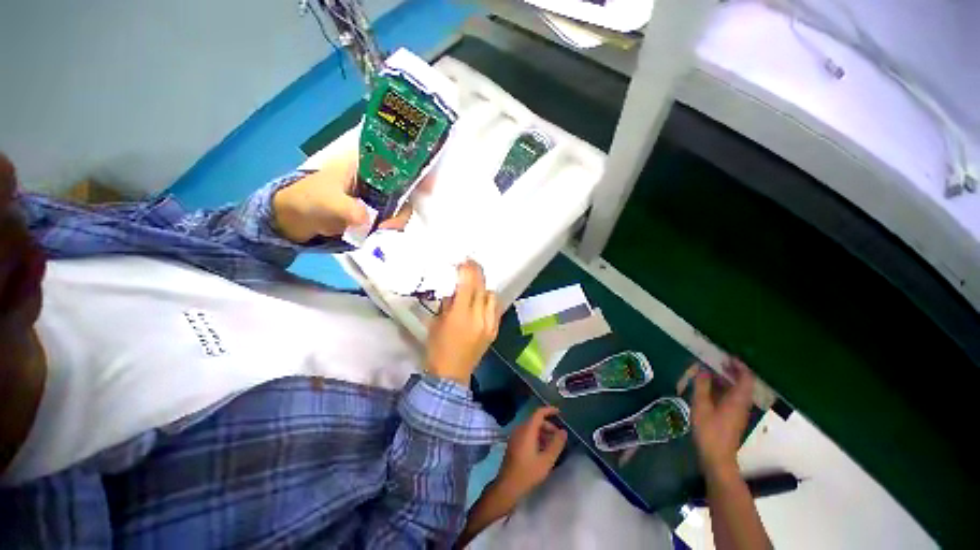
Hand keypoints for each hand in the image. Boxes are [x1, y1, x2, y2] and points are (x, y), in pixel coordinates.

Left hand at [271, 146, 415, 242]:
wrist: (294, 220)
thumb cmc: (307, 200)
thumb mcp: (325, 201)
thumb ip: (346, 209)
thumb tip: (368, 220)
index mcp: (364, 162)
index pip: (397, 158)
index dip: (416, 168)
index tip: (429, 186)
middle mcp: (376, 176)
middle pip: (405, 184)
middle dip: (406, 203)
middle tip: (393, 223)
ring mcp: (377, 194)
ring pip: (401, 202)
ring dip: (398, 218)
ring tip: (383, 230)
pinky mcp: (376, 210)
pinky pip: (393, 215)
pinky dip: (392, 224)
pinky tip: (382, 231)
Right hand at [425, 260, 499, 385]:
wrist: (451, 375)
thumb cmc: (437, 348)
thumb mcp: (437, 322)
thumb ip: (448, 303)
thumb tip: (455, 287)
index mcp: (460, 316)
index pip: (468, 285)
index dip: (467, 269)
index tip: (465, 261)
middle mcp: (479, 318)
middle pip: (482, 287)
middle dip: (477, 273)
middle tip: (471, 265)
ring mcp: (489, 324)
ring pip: (492, 296)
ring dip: (483, 288)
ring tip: (475, 288)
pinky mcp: (494, 330)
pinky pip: (496, 308)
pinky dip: (489, 301)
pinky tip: (481, 302)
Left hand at [495, 406, 567, 500]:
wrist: (507, 486)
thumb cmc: (528, 473)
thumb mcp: (546, 460)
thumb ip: (556, 444)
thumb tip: (564, 431)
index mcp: (527, 430)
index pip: (539, 413)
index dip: (549, 410)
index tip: (560, 412)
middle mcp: (520, 429)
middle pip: (536, 420)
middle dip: (549, 426)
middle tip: (559, 437)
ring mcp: (515, 436)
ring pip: (531, 428)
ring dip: (543, 433)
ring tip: (553, 445)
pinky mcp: (514, 443)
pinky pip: (527, 434)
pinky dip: (536, 437)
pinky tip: (543, 450)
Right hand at [691, 358, 754, 476]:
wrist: (717, 457)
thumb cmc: (710, 430)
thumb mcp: (701, 405)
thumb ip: (702, 386)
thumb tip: (703, 369)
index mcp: (738, 399)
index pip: (746, 378)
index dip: (739, 365)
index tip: (726, 356)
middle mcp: (742, 404)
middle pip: (742, 383)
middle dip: (731, 370)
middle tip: (716, 360)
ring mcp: (738, 412)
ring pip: (736, 390)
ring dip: (725, 379)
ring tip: (708, 371)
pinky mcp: (732, 417)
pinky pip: (730, 397)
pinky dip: (722, 388)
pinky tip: (708, 388)